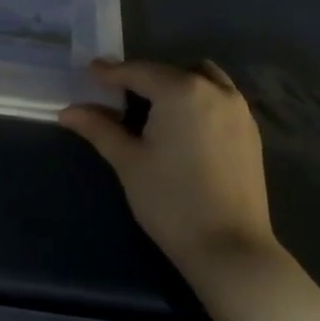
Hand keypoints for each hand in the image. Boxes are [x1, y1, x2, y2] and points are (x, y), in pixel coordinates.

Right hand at [59, 58, 278, 292]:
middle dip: (143, 79)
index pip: (138, 72)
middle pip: (170, 72)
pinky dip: (199, 100)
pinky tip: (183, 127)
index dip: (110, 73)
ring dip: (176, 84)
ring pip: (202, 79)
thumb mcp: (128, 161)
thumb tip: (68, 111)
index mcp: (181, 91)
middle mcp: (215, 90)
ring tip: (154, 109)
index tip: (89, 72)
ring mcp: (238, 111)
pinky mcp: (251, 133)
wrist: (229, 248)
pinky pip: (221, 99)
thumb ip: (99, 128)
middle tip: (117, 96)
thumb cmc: (170, 201)